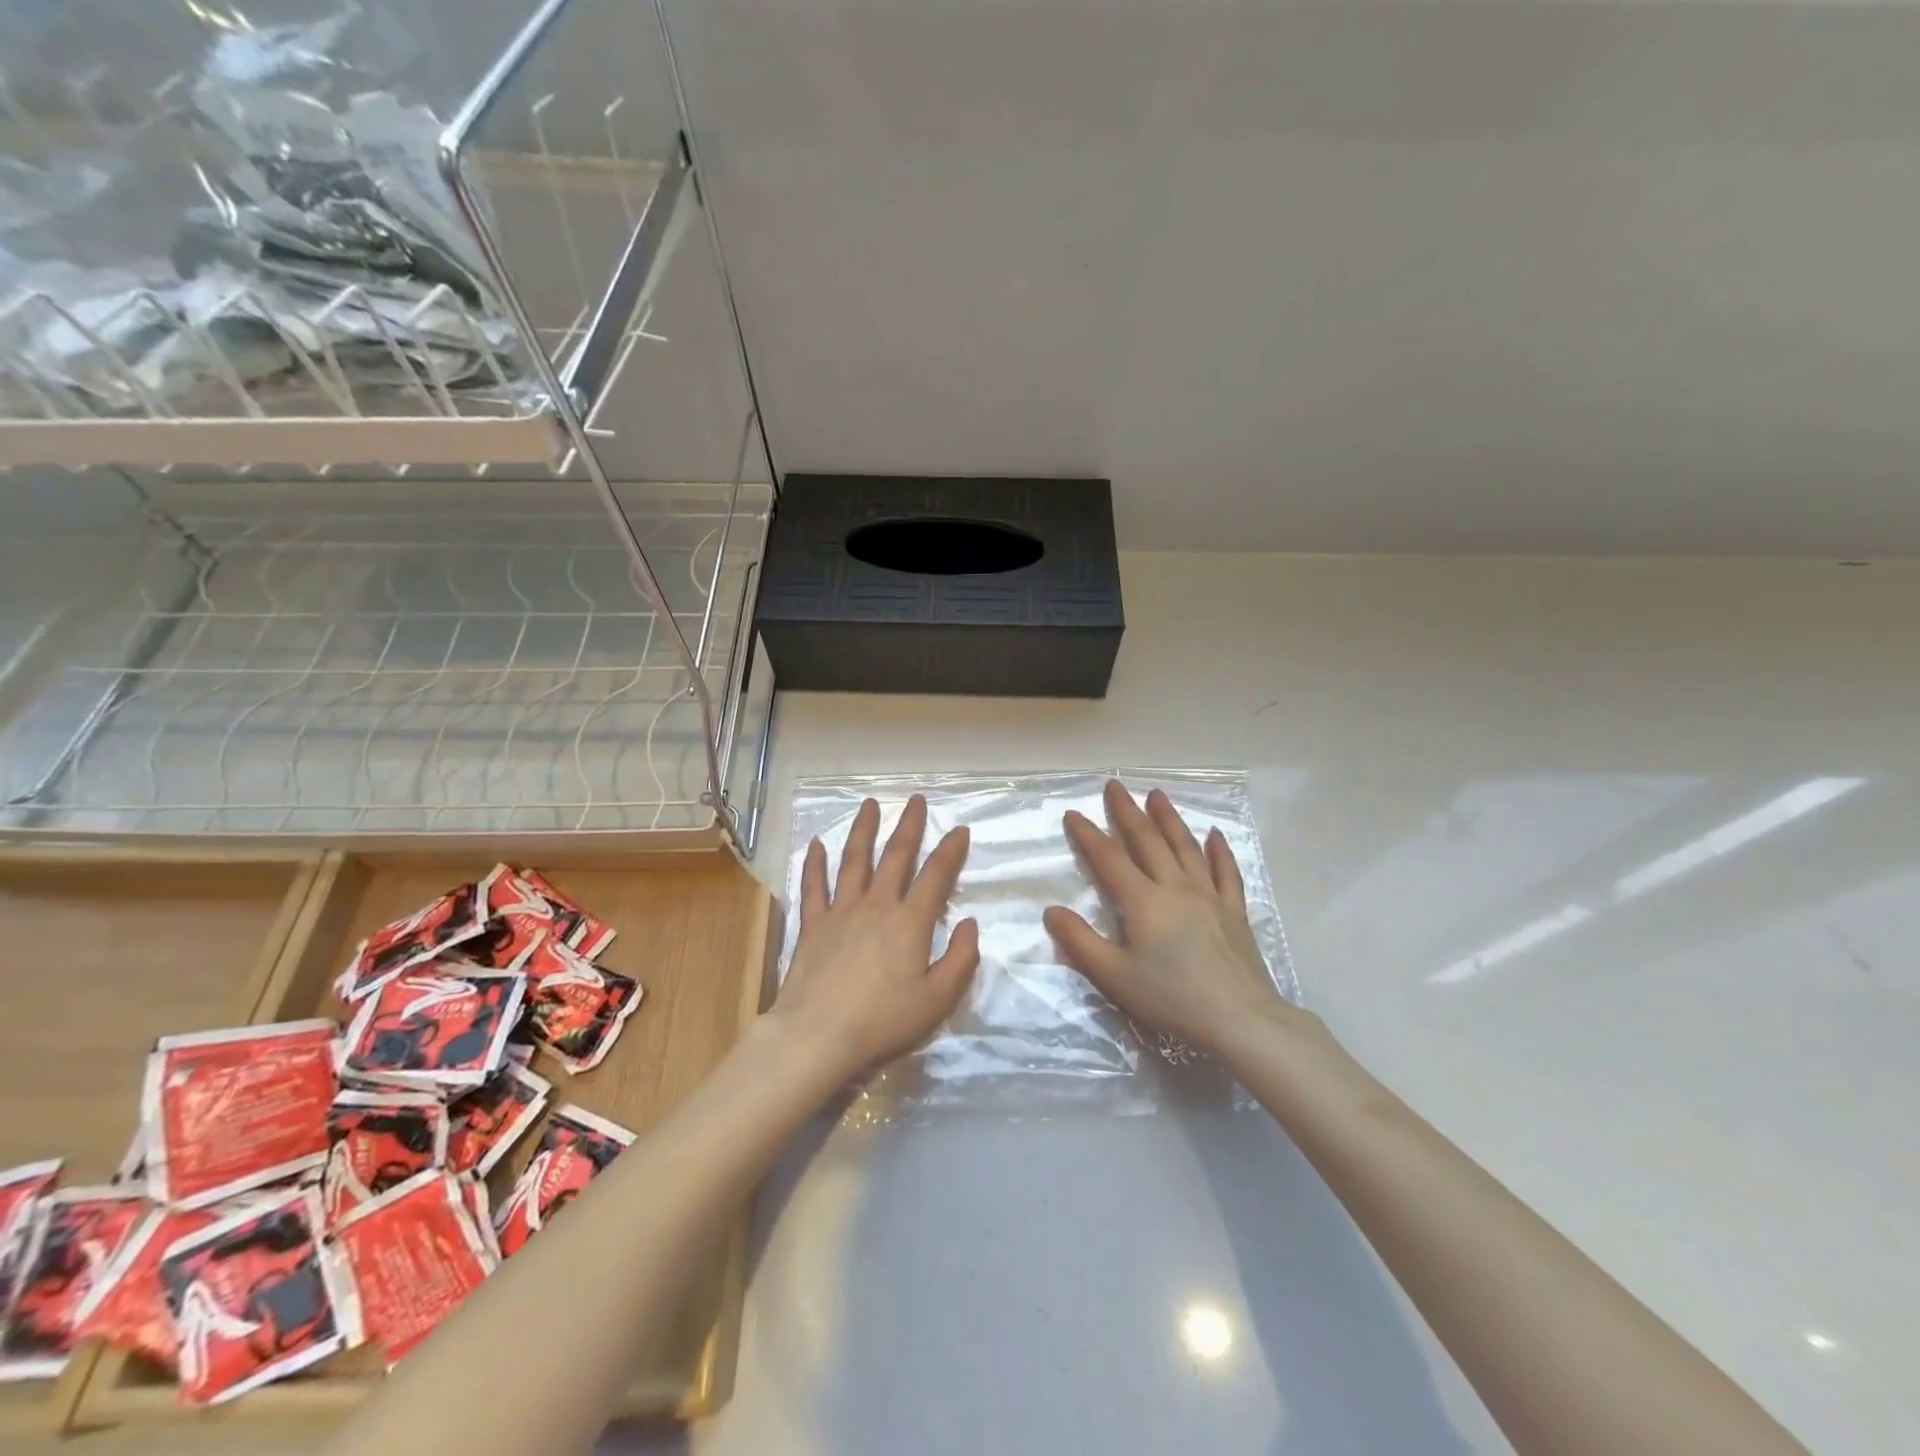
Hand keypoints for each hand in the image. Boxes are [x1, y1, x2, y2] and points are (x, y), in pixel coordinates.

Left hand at [771, 794, 978, 1077]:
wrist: (818, 1035)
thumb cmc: (883, 1021)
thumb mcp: (937, 1000)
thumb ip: (960, 960)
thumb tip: (969, 924)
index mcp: (910, 922)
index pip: (936, 876)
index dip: (950, 850)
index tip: (959, 829)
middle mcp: (877, 905)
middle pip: (895, 856)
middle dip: (909, 826)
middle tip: (916, 800)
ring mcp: (841, 911)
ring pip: (854, 860)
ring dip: (863, 830)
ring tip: (870, 804)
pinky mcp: (813, 925)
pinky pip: (814, 886)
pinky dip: (815, 862)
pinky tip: (816, 843)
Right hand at [1044, 779, 1288, 1054]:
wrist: (1241, 1020)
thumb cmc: (1172, 998)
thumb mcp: (1114, 976)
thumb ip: (1080, 942)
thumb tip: (1051, 911)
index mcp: (1143, 901)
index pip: (1109, 858)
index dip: (1088, 835)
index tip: (1073, 814)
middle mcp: (1175, 887)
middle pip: (1148, 840)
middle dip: (1127, 811)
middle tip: (1115, 785)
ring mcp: (1209, 896)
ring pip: (1185, 847)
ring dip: (1168, 819)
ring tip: (1156, 795)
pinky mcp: (1234, 911)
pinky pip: (1226, 872)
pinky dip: (1219, 850)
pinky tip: (1214, 834)